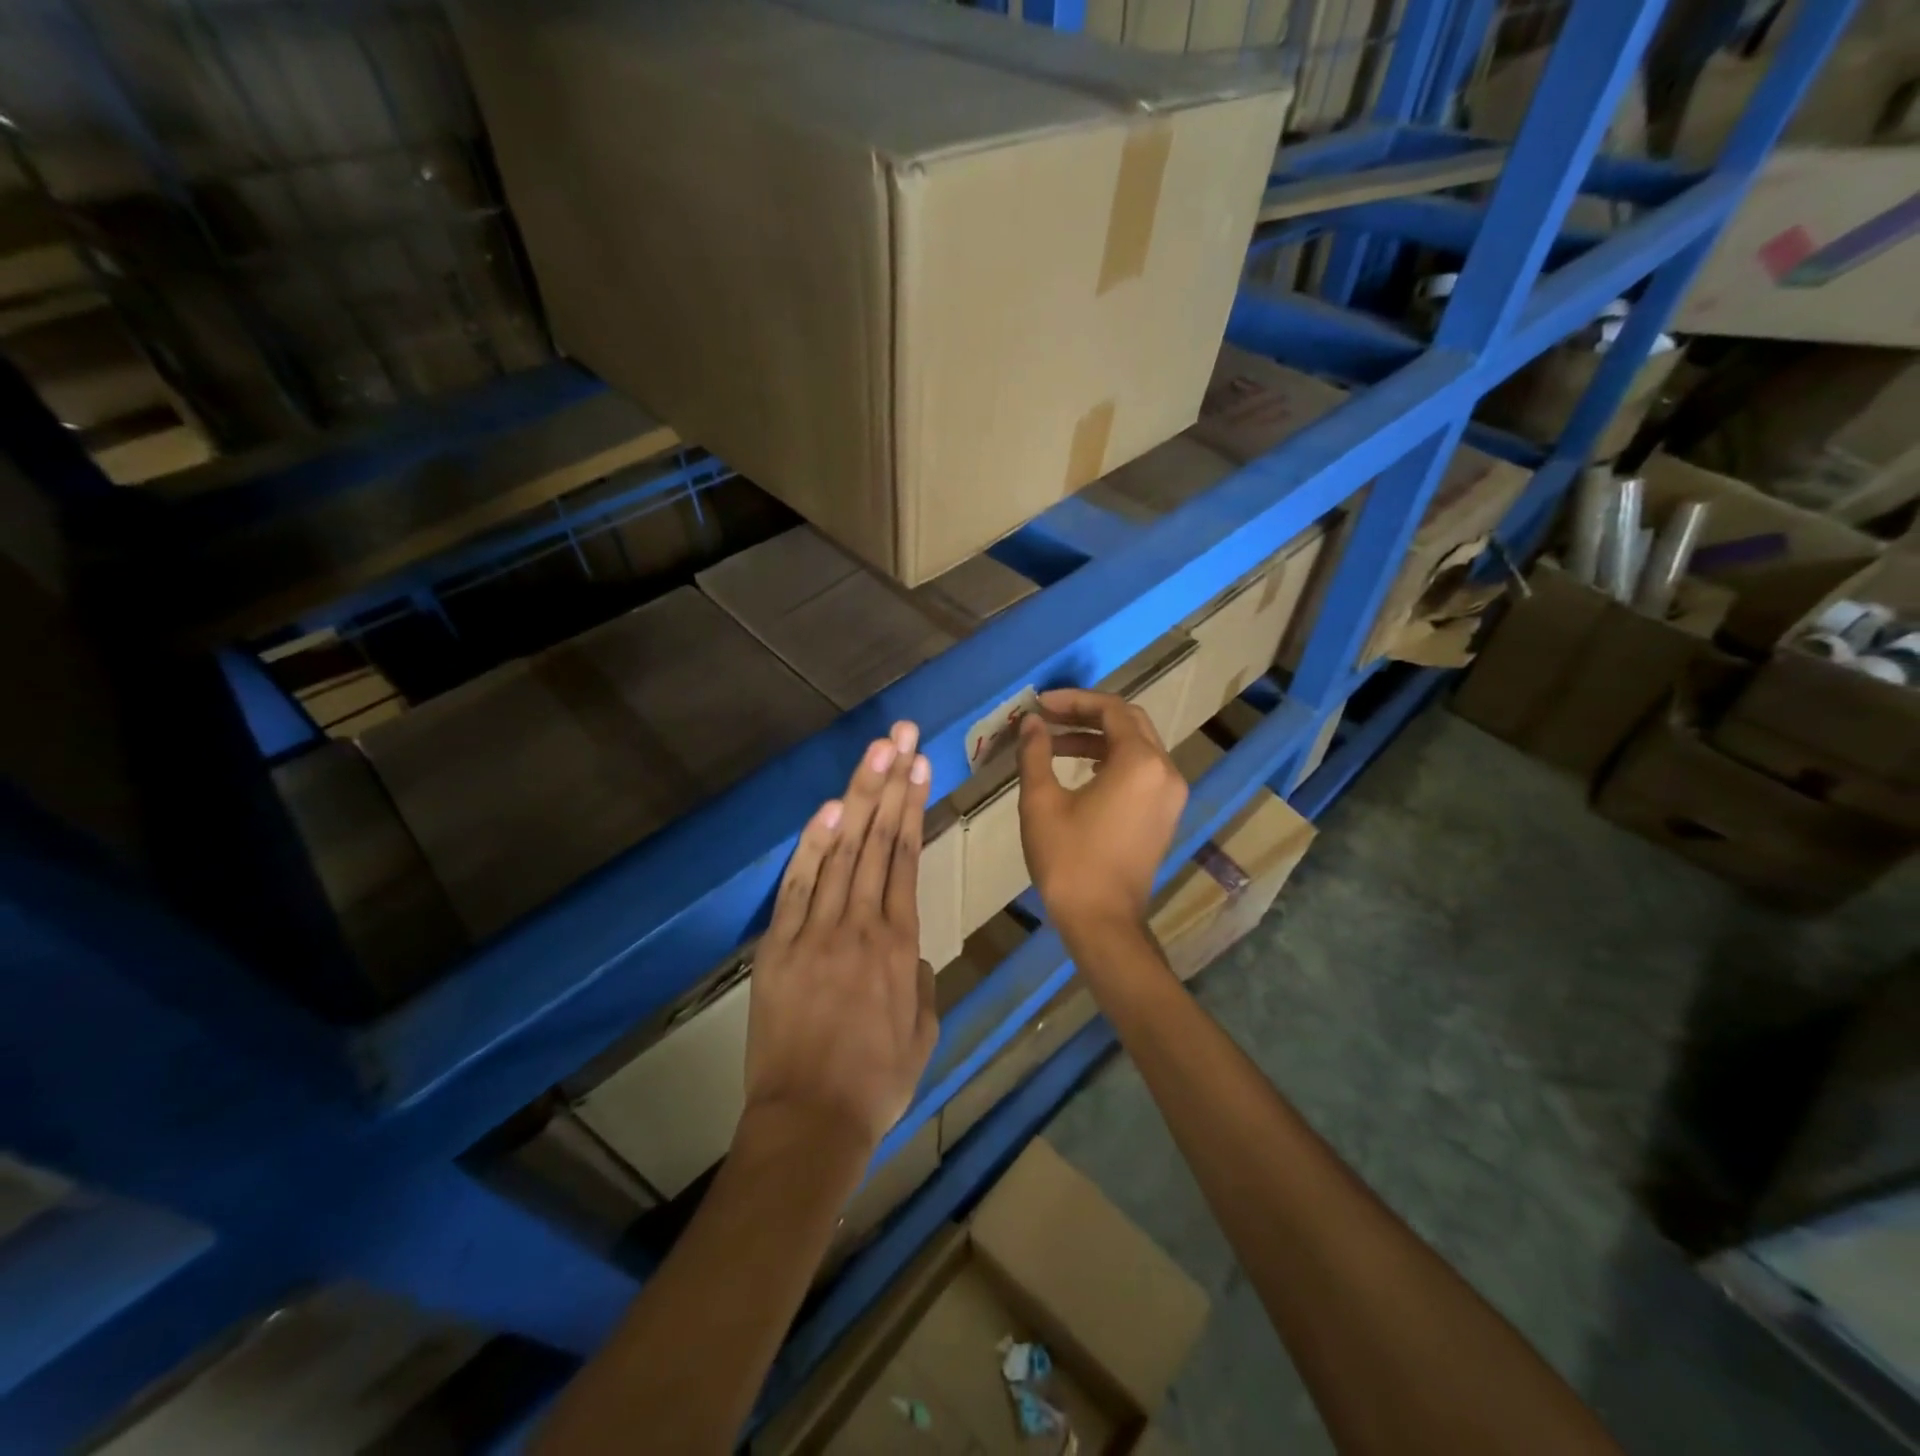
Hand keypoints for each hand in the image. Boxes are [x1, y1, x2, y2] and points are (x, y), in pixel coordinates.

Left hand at [743, 722, 937, 1157]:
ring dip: (858, 797)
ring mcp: (816, 931)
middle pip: (877, 840)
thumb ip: (922, 984)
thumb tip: (912, 954)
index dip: (912, 808)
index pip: (906, 858)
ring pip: (842, 851)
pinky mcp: (779, 946)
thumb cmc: (876, 1083)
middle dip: (890, 783)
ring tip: (874, 753)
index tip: (919, 767)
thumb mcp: (923, 1033)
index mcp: (900, 945)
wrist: (809, 1121)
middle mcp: (861, 925)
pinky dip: (812, 844)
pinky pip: (797, 885)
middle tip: (901, 736)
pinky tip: (828, 807)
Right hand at [1017, 689, 1187, 935]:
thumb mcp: (1041, 801)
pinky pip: (1142, 771)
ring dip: (1097, 739)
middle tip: (1048, 717)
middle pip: (1129, 723)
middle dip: (1087, 715)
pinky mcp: (1165, 815)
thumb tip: (1032, 723)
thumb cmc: (1068, 860)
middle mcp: (1165, 771)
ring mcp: (1170, 795)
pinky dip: (1112, 761)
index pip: (1111, 710)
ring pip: (1137, 747)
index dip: (1073, 701)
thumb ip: (1036, 753)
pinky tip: (1080, 771)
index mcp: (1140, 762)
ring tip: (1054, 745)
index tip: (1040, 704)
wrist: (1101, 921)